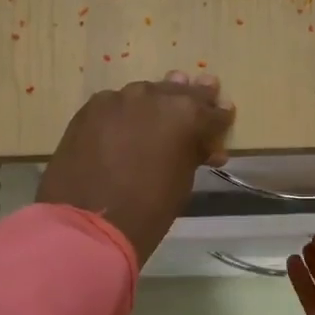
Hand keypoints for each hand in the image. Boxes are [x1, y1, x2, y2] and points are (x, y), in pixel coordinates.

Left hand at [36, 71, 234, 265]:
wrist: (88, 223)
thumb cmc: (148, 210)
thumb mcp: (183, 182)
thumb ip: (193, 154)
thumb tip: (204, 147)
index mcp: (186, 114)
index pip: (212, 111)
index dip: (220, 117)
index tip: (225, 116)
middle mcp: (154, 96)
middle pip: (179, 92)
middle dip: (192, 97)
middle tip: (204, 91)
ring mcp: (118, 99)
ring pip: (145, 94)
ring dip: (157, 101)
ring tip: (163, 107)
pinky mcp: (90, 109)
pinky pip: (116, 105)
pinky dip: (126, 112)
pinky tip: (127, 122)